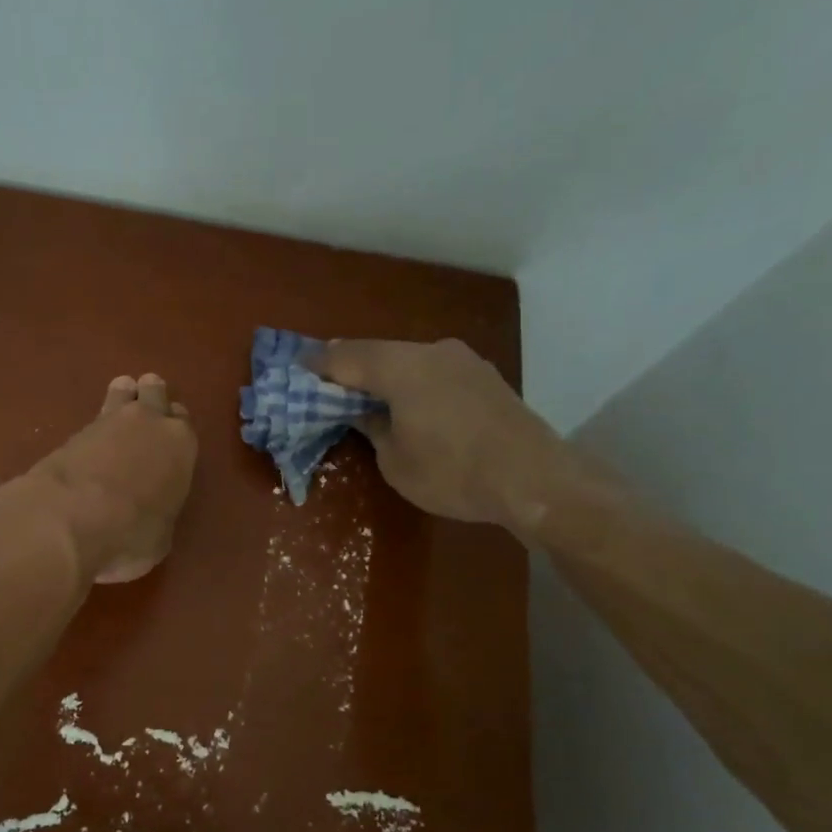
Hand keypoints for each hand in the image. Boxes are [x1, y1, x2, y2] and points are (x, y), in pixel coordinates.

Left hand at [26, 373, 197, 583]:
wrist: (71, 518)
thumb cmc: (131, 532)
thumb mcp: (159, 537)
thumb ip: (160, 515)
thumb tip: (150, 519)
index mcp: (180, 444)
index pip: (184, 420)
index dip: (176, 427)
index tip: (169, 439)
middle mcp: (149, 422)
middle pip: (154, 390)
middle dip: (151, 397)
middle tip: (145, 415)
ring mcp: (109, 420)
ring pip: (123, 390)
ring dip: (123, 397)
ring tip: (118, 411)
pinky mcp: (74, 429)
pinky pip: (94, 416)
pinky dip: (95, 426)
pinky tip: (92, 439)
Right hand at [310, 338, 595, 540]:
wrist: (535, 480)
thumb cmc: (454, 473)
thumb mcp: (396, 461)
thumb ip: (373, 428)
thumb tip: (365, 413)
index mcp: (401, 367)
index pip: (345, 357)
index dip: (317, 364)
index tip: (295, 369)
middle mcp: (431, 352)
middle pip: (377, 352)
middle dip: (349, 366)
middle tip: (325, 382)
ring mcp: (463, 360)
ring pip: (407, 358)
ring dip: (382, 373)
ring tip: (364, 393)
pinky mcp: (483, 376)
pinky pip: (432, 370)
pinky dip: (411, 380)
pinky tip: (407, 400)